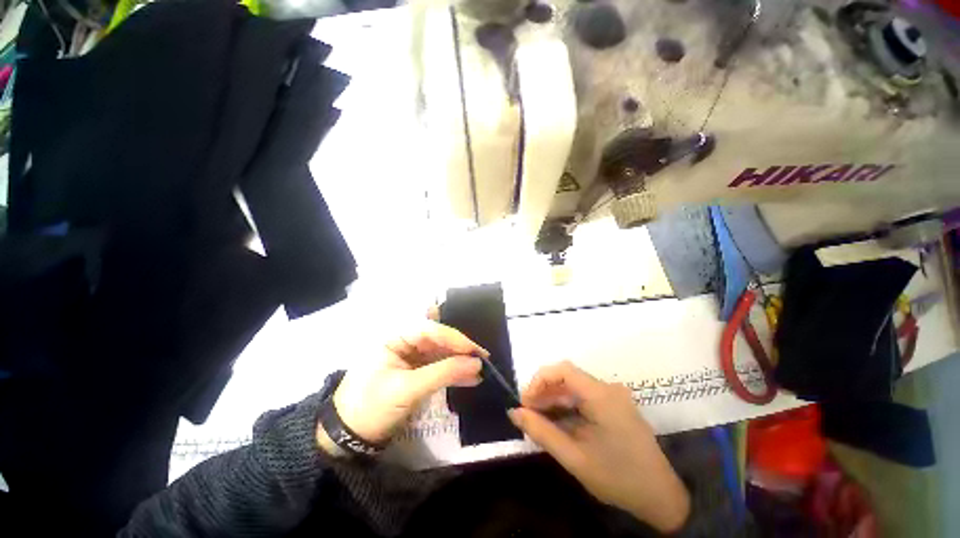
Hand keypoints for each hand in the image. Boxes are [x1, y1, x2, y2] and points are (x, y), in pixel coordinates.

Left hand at [321, 319, 485, 449]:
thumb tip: (476, 363)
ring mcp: (409, 357)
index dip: (454, 338)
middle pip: (437, 340)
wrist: (349, 438)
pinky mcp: (414, 371)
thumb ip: (444, 372)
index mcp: (394, 337)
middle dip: (459, 350)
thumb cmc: (372, 407)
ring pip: (439, 353)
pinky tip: (468, 378)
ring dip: (459, 362)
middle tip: (482, 360)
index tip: (475, 350)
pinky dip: (452, 372)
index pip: (429, 330)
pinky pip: (437, 366)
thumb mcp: (408, 389)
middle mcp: (403, 341)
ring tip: (480, 371)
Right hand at [508, 361, 689, 532]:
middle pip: (568, 377)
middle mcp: (608, 388)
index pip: (563, 370)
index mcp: (602, 395)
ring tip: (538, 418)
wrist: (661, 497)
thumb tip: (514, 412)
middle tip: (527, 412)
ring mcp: (613, 396)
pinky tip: (558, 421)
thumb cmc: (618, 478)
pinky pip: (584, 397)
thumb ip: (542, 432)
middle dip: (544, 391)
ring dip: (554, 399)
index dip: (539, 379)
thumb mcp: (574, 458)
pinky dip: (567, 406)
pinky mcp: (615, 406)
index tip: (525, 401)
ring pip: (574, 387)